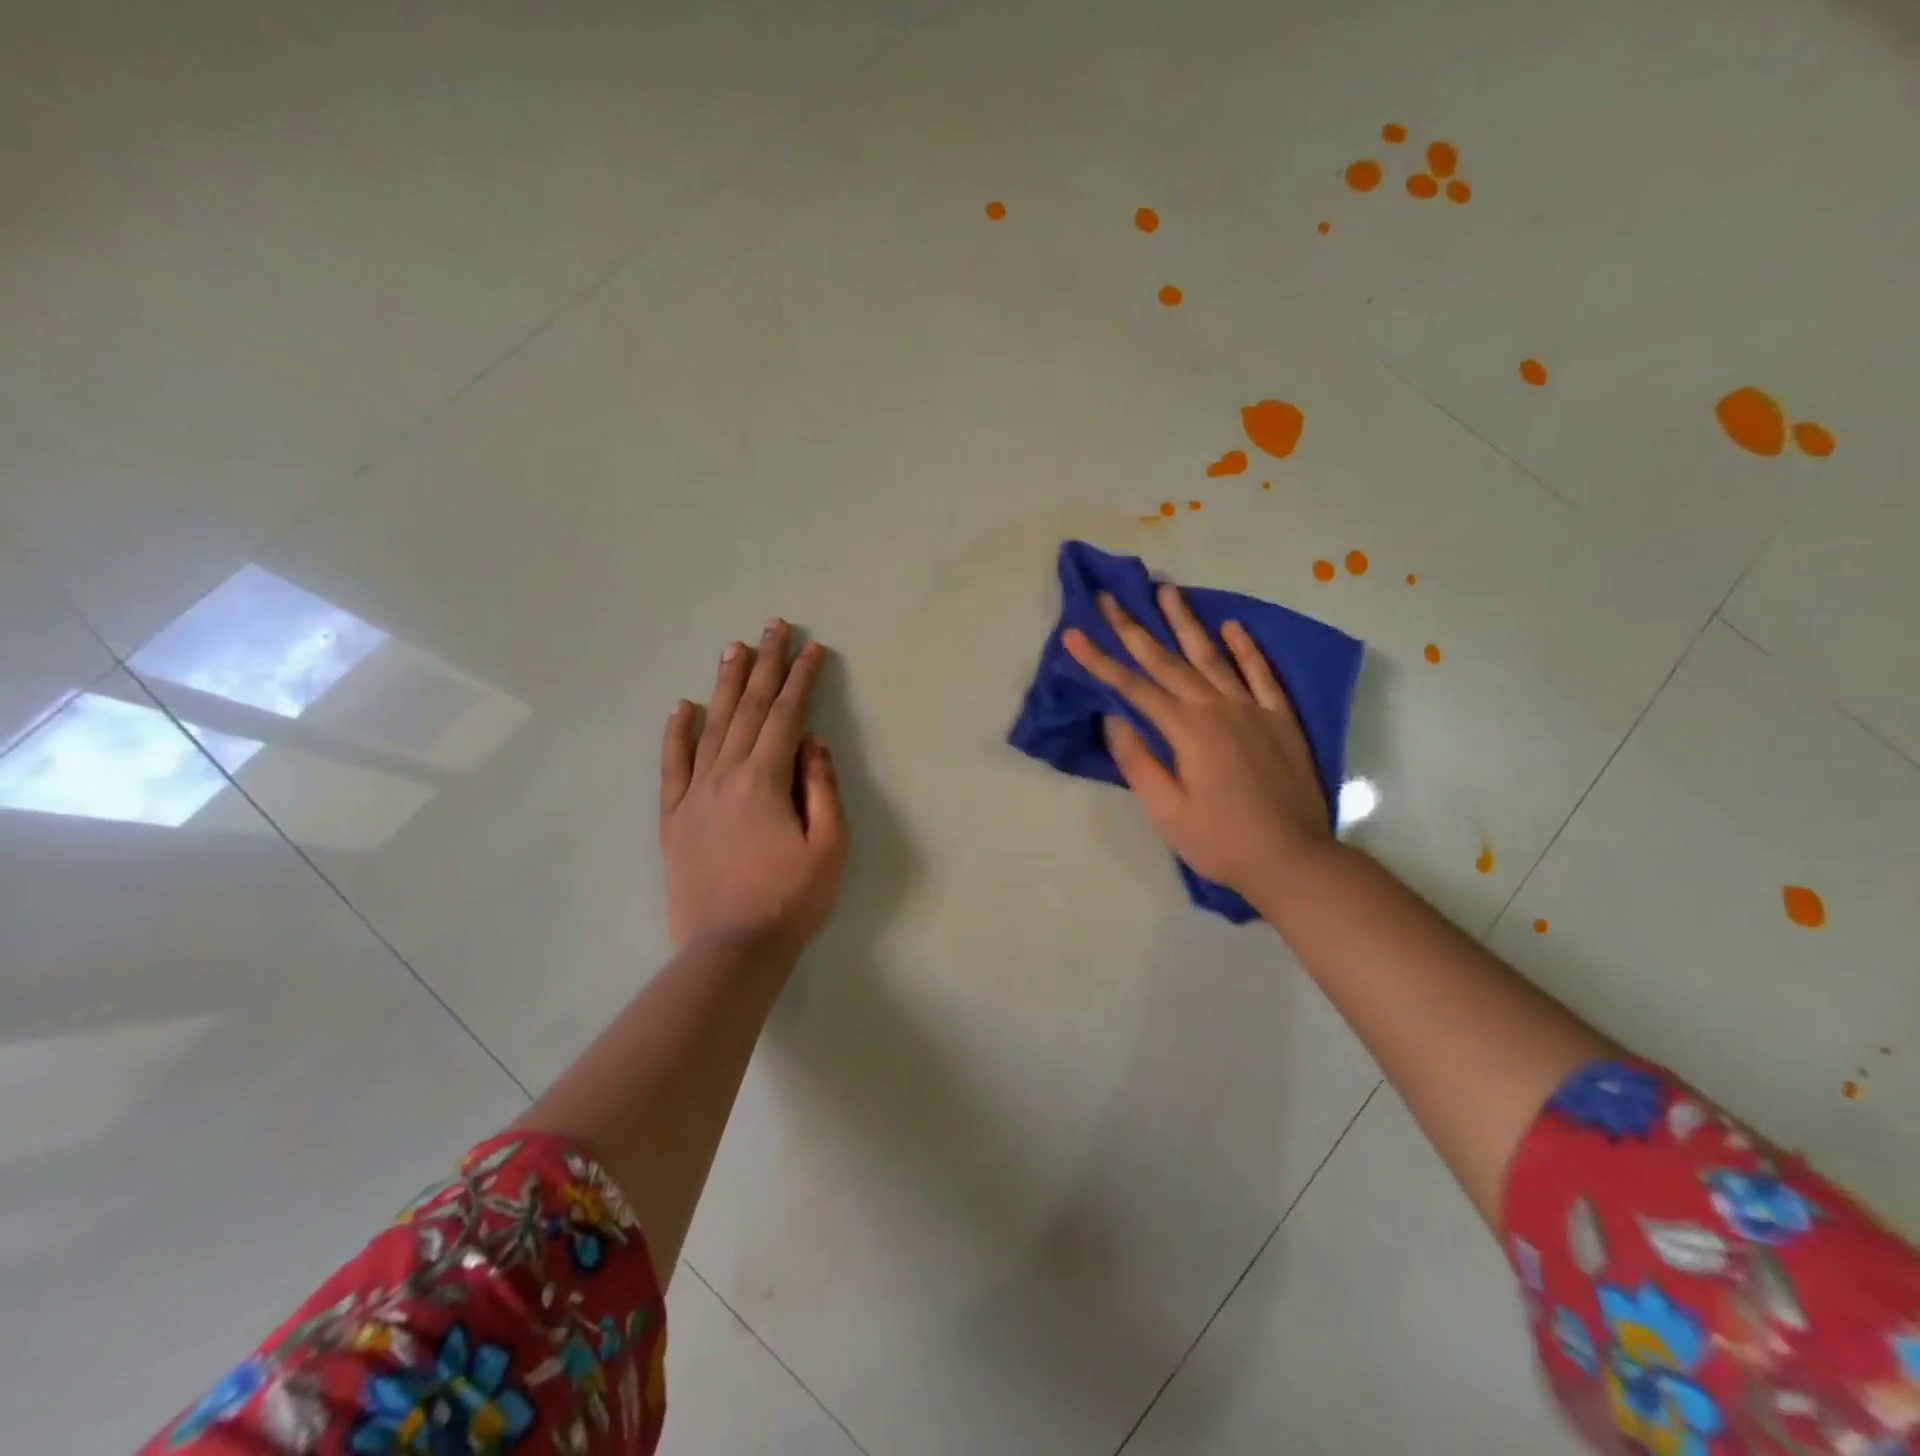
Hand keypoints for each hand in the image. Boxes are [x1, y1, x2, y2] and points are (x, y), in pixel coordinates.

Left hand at [660, 620, 848, 952]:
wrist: (730, 950)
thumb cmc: (791, 900)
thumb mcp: (829, 846)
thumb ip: (822, 787)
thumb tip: (814, 742)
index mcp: (765, 780)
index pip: (787, 716)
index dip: (802, 679)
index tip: (814, 648)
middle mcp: (725, 776)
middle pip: (749, 709)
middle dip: (765, 665)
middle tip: (773, 627)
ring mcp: (694, 795)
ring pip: (712, 727)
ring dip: (726, 685)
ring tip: (734, 648)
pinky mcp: (674, 818)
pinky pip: (672, 766)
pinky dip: (676, 733)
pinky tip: (682, 707)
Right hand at [1063, 585, 1333, 902]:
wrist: (1292, 859)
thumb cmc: (1220, 841)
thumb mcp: (1166, 811)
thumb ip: (1137, 762)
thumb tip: (1113, 719)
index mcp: (1186, 731)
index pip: (1133, 687)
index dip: (1099, 660)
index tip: (1073, 634)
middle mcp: (1217, 708)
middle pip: (1167, 661)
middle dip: (1133, 628)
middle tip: (1108, 598)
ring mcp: (1253, 710)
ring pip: (1212, 656)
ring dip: (1186, 623)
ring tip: (1166, 591)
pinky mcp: (1280, 719)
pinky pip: (1262, 674)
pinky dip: (1246, 649)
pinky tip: (1232, 627)